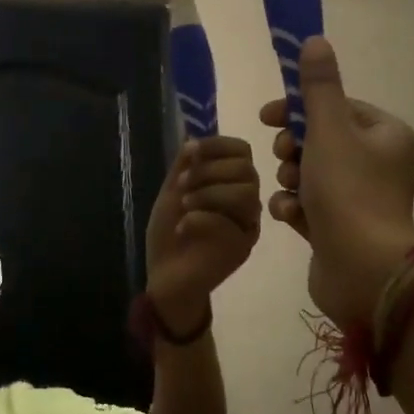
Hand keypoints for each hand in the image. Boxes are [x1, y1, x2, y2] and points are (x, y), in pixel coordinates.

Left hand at [144, 135, 262, 328]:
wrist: (166, 277)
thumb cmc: (170, 234)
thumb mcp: (172, 193)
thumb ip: (184, 166)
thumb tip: (194, 135)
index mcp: (231, 183)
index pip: (242, 151)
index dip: (217, 145)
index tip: (190, 152)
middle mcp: (246, 202)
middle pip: (246, 170)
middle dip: (209, 171)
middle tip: (182, 184)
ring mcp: (247, 225)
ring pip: (246, 194)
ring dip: (209, 193)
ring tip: (184, 206)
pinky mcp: (242, 248)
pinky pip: (232, 225)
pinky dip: (203, 219)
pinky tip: (184, 227)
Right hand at [260, 36, 413, 326]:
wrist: (362, 270)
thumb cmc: (348, 193)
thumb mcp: (328, 130)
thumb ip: (317, 88)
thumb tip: (314, 40)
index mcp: (386, 136)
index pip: (338, 107)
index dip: (299, 109)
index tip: (267, 118)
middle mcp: (378, 164)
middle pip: (321, 141)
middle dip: (293, 149)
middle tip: (284, 159)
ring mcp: (360, 200)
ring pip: (310, 174)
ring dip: (290, 180)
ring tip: (290, 192)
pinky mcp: (341, 229)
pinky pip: (309, 206)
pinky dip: (295, 208)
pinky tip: (290, 217)